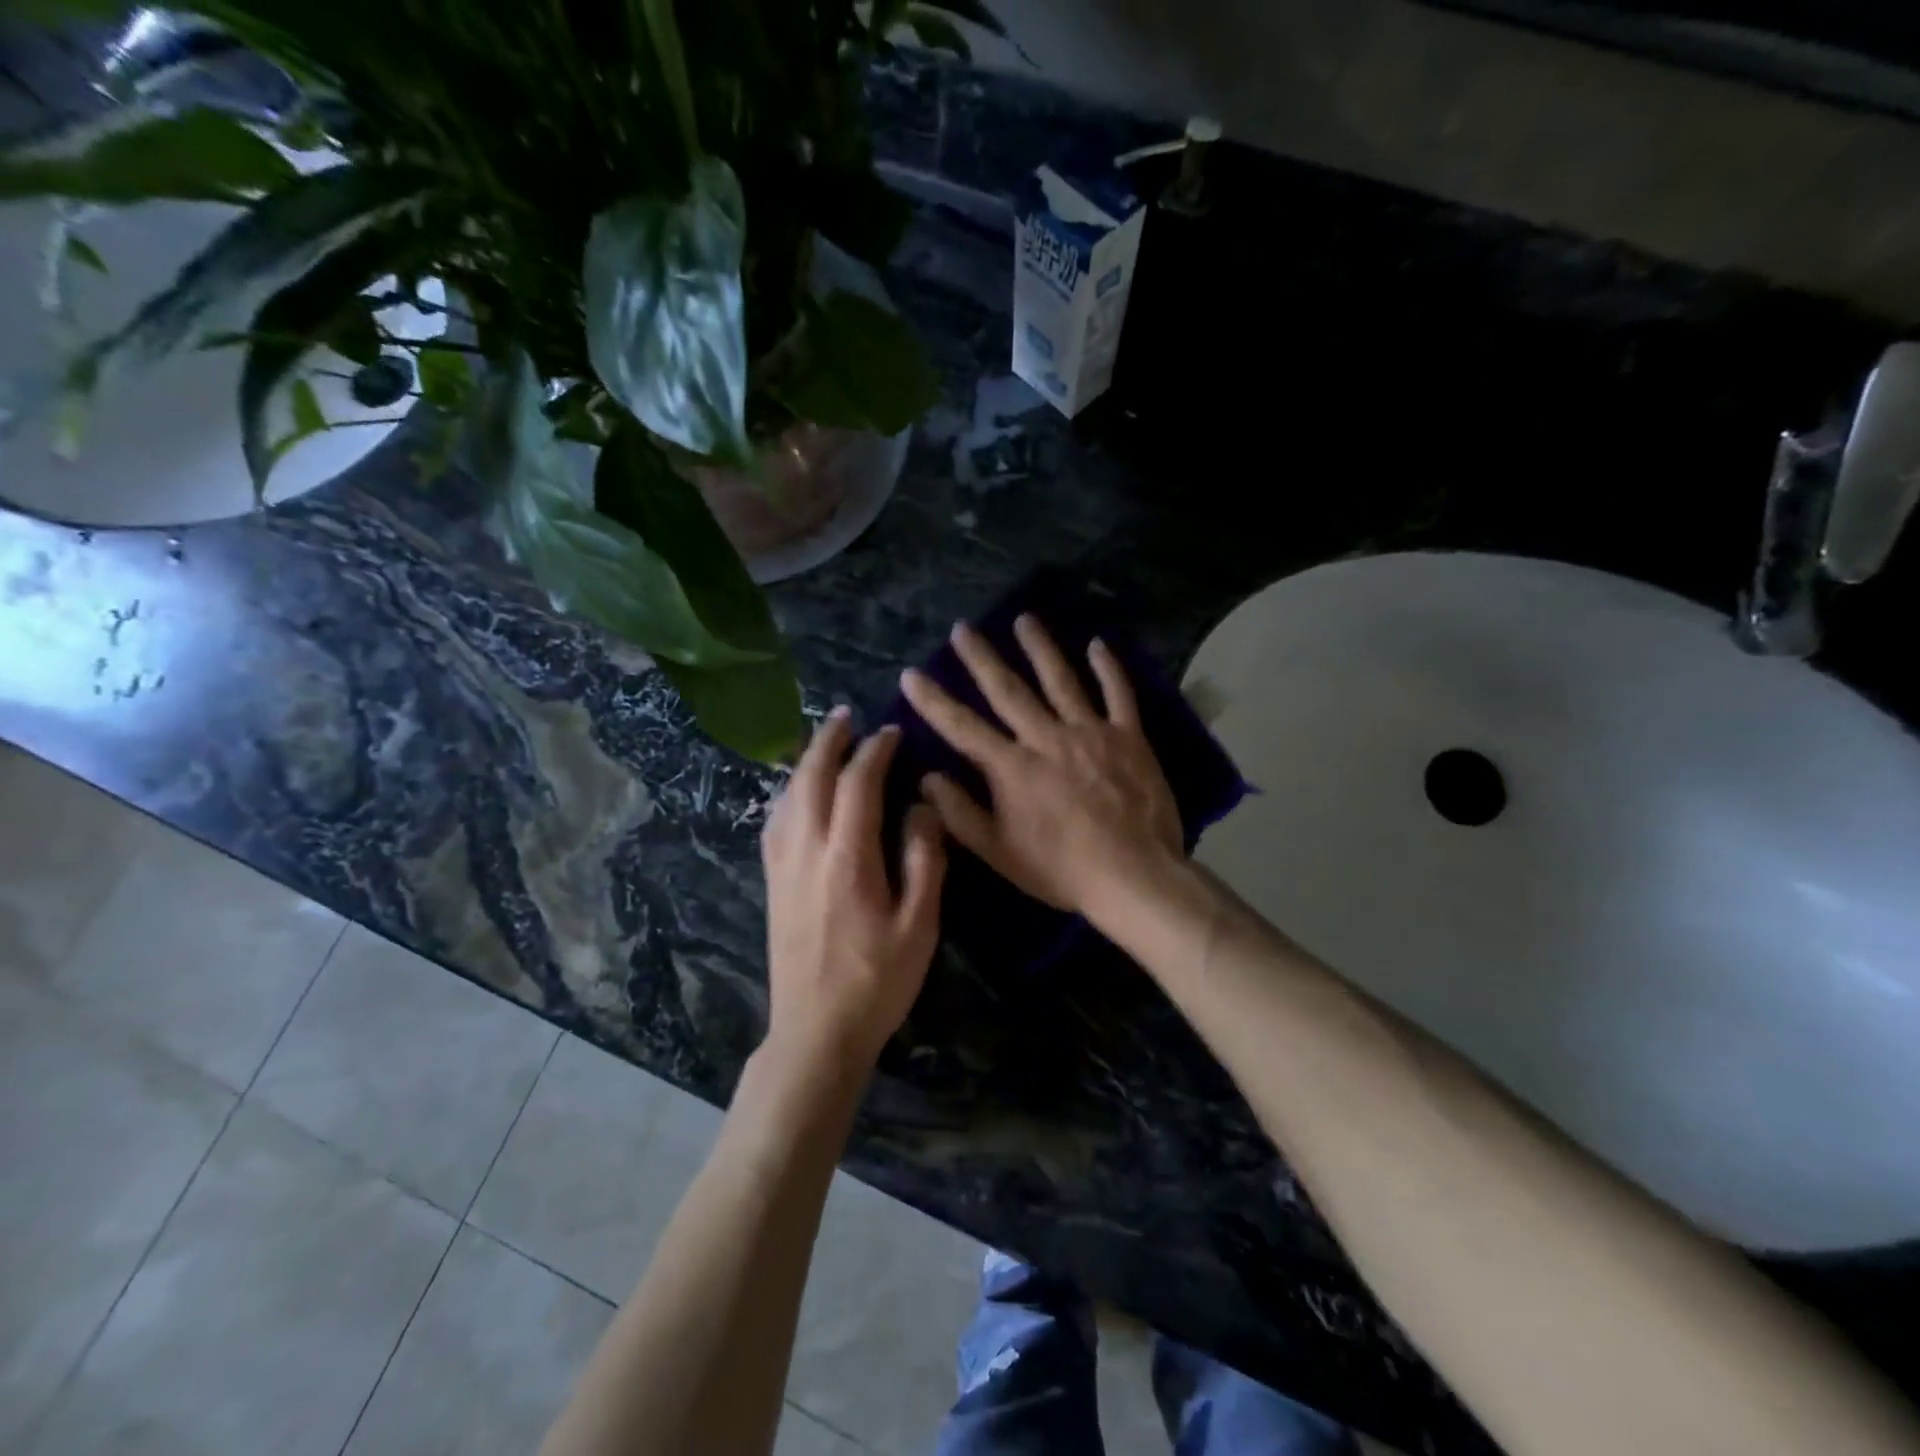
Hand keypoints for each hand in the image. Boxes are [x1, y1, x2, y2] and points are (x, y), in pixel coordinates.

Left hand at [760, 708, 946, 1078]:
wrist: (815, 1031)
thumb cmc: (877, 981)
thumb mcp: (919, 925)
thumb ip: (924, 860)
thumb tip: (922, 807)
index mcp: (847, 858)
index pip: (857, 785)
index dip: (874, 752)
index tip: (891, 733)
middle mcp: (806, 851)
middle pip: (810, 778)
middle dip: (829, 741)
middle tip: (848, 716)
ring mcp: (782, 866)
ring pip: (786, 795)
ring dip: (805, 761)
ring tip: (825, 742)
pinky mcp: (772, 882)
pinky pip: (775, 820)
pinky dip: (789, 792)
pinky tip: (798, 793)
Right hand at [901, 615, 1183, 919]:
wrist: (1134, 875)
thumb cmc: (1061, 870)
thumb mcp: (1000, 852)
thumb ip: (961, 814)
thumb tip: (928, 778)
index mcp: (1012, 768)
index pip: (962, 727)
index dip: (934, 700)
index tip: (911, 674)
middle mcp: (1047, 738)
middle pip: (1008, 690)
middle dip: (981, 658)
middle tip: (963, 628)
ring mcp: (1090, 732)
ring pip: (1060, 679)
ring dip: (1040, 648)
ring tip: (1024, 620)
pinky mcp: (1128, 736)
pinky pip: (1117, 693)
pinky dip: (1108, 668)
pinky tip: (1098, 645)